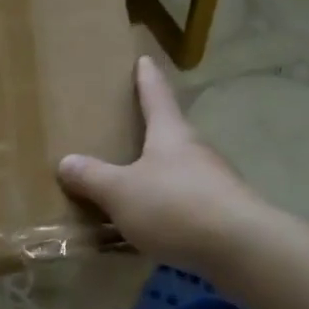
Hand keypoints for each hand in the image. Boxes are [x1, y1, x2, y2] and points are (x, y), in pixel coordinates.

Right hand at [58, 56, 264, 275]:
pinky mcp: (225, 212)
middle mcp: (196, 149)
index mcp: (170, 133)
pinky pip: (189, 202)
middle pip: (171, 132)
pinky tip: (158, 227)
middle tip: (131, 130)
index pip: (156, 95)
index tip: (145, 59)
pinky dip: (171, 207)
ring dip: (161, 173)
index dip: (147, 77)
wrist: (242, 249)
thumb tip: (66, 162)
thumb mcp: (121, 192)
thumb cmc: (175, 206)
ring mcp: (215, 181)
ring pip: (181, 169)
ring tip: (137, 185)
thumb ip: (93, 178)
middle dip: (152, 131)